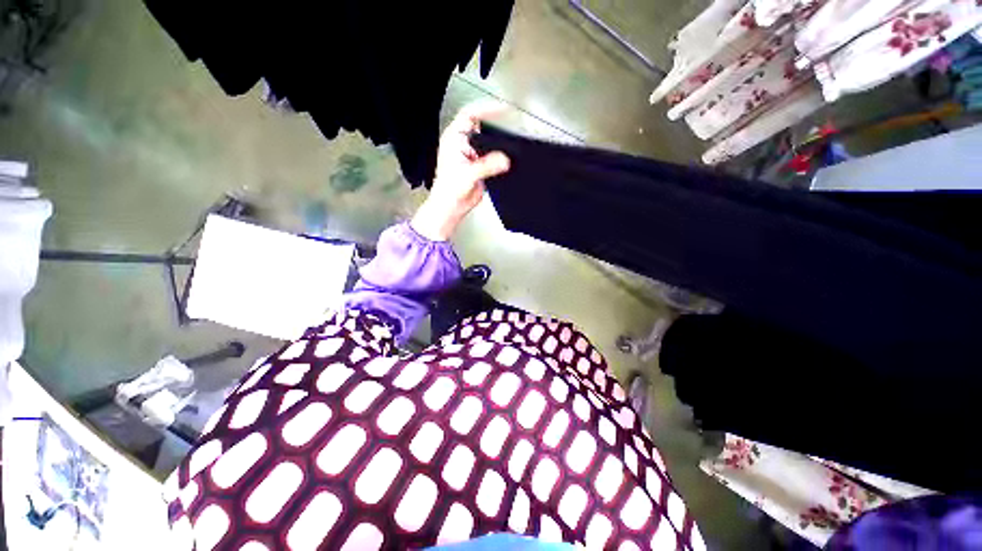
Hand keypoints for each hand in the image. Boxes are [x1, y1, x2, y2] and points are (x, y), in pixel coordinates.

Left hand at [411, 101, 510, 240]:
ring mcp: (472, 155)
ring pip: (488, 143)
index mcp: (454, 139)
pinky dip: (500, 158)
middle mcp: (463, 145)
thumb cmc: (449, 190)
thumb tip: (505, 159)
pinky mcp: (479, 167)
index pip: (470, 115)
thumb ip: (487, 165)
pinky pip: (492, 158)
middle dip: (495, 126)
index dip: (486, 109)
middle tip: (511, 124)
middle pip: (481, 127)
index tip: (502, 108)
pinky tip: (507, 160)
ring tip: (511, 143)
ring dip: (498, 144)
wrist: (451, 207)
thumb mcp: (468, 174)